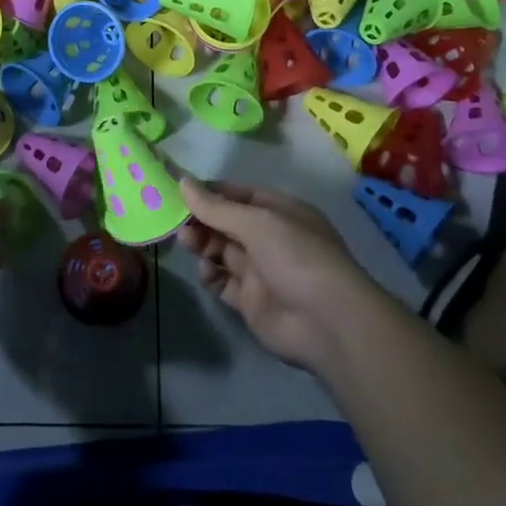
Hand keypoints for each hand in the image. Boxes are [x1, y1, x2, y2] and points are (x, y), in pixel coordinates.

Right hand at [178, 178, 380, 370]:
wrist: (327, 322)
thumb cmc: (296, 257)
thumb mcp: (257, 222)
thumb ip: (216, 206)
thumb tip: (183, 182)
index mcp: (280, 212)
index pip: (239, 195)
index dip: (210, 192)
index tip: (179, 191)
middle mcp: (271, 238)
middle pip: (227, 223)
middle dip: (202, 220)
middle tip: (178, 222)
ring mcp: (261, 271)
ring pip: (222, 251)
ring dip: (203, 245)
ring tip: (188, 243)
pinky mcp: (251, 301)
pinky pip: (223, 282)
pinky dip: (211, 275)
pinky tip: (207, 273)